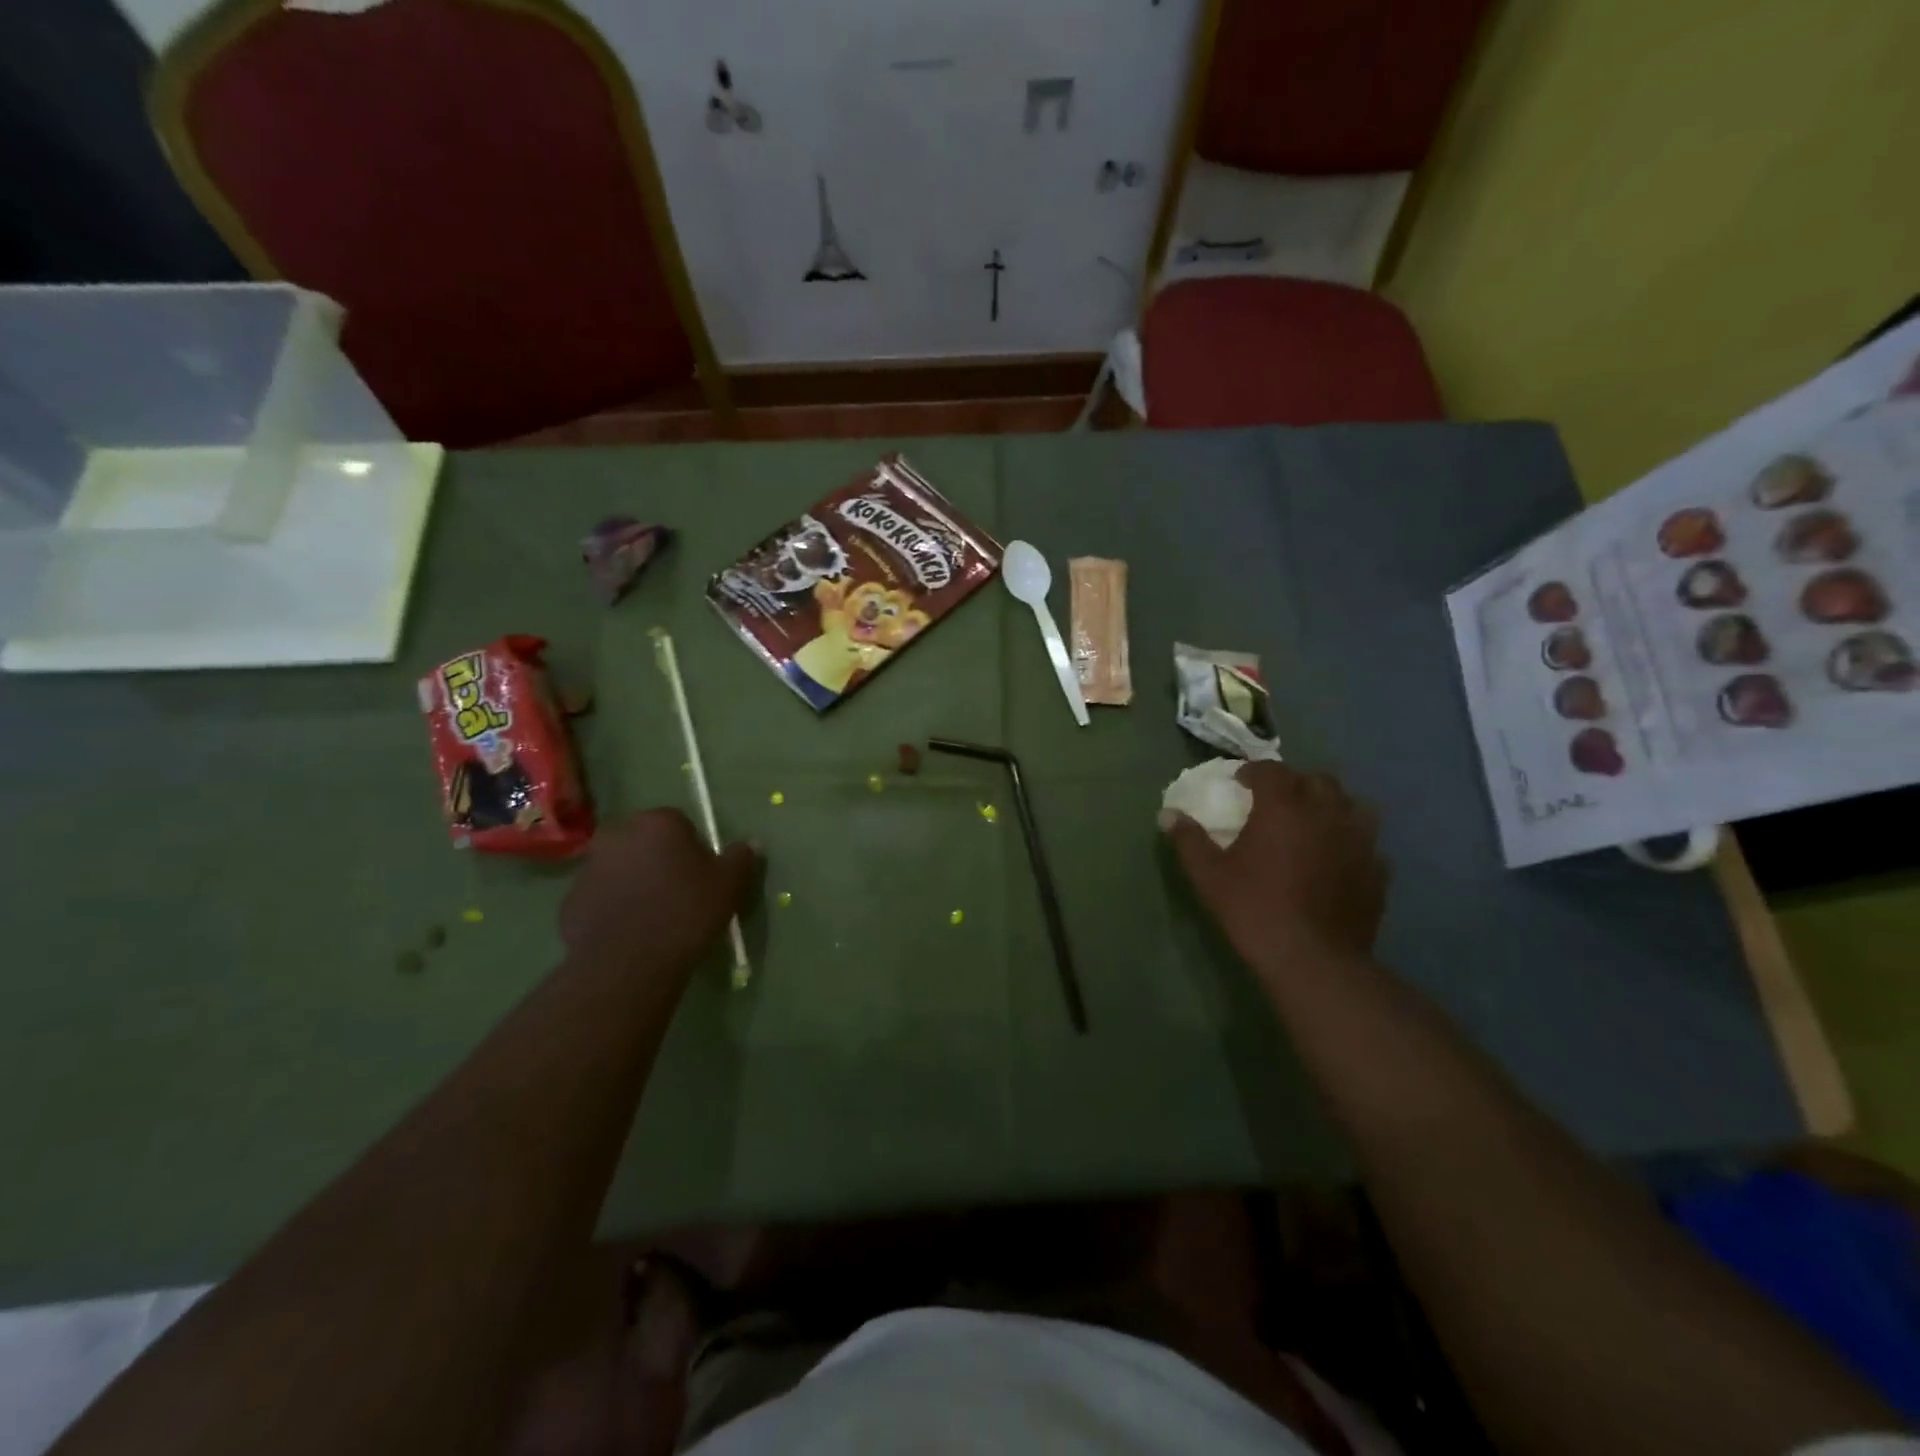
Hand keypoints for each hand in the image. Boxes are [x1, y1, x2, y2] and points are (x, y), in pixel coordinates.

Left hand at [559, 810, 757, 976]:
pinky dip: (613, 909)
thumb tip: (751, 843)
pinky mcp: (571, 901)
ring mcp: (588, 867)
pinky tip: (630, 932)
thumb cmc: (687, 911)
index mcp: (657, 822)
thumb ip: (741, 857)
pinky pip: (600, 898)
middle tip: (678, 893)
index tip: (701, 875)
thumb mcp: (729, 884)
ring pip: (620, 869)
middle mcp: (618, 834)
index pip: (679, 824)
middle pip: (645, 843)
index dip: (692, 850)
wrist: (630, 961)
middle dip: (658, 860)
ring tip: (653, 917)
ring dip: (633, 883)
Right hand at [1165, 762, 1386, 973]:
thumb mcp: (1209, 876)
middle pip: (1317, 780)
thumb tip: (1168, 814)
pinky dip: (1350, 841)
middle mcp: (1327, 812)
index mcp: (1284, 807)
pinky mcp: (1377, 870)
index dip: (1253, 772)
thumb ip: (1189, 840)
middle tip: (1277, 803)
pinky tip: (1337, 859)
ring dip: (1331, 806)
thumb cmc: (1254, 909)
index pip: (1271, 770)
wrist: (1313, 960)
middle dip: (1296, 784)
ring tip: (1314, 823)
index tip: (1240, 783)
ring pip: (1352, 805)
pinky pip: (1366, 842)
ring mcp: (1359, 840)